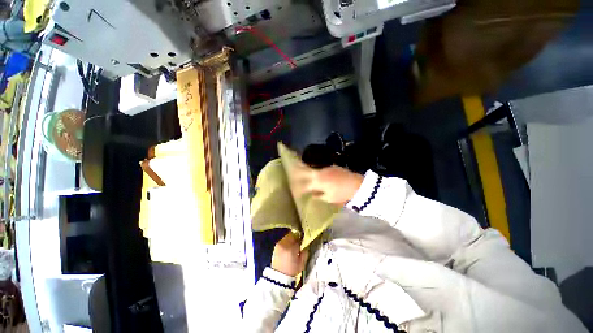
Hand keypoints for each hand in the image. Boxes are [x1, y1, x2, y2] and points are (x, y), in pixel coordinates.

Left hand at [271, 232, 308, 276]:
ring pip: (287, 237)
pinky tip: (288, 248)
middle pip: (291, 234)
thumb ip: (305, 250)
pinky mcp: (275, 247)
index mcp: (291, 247)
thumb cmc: (293, 271)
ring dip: (291, 239)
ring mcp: (278, 245)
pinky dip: (286, 242)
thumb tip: (305, 243)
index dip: (301, 235)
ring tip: (294, 245)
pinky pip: (283, 241)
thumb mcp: (302, 262)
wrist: (279, 279)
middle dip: (296, 236)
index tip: (303, 238)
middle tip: (300, 241)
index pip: (297, 235)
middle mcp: (283, 243)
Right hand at [292, 162, 363, 205]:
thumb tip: (312, 194)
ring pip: (315, 170)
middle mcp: (320, 172)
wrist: (357, 185)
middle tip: (294, 169)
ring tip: (307, 176)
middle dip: (299, 170)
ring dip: (310, 172)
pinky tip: (321, 177)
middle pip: (306, 170)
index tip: (295, 188)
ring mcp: (327, 168)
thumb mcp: (329, 198)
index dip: (299, 186)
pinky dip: (319, 173)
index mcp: (318, 181)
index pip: (305, 183)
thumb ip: (318, 195)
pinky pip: (322, 170)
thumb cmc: (342, 193)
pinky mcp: (333, 167)